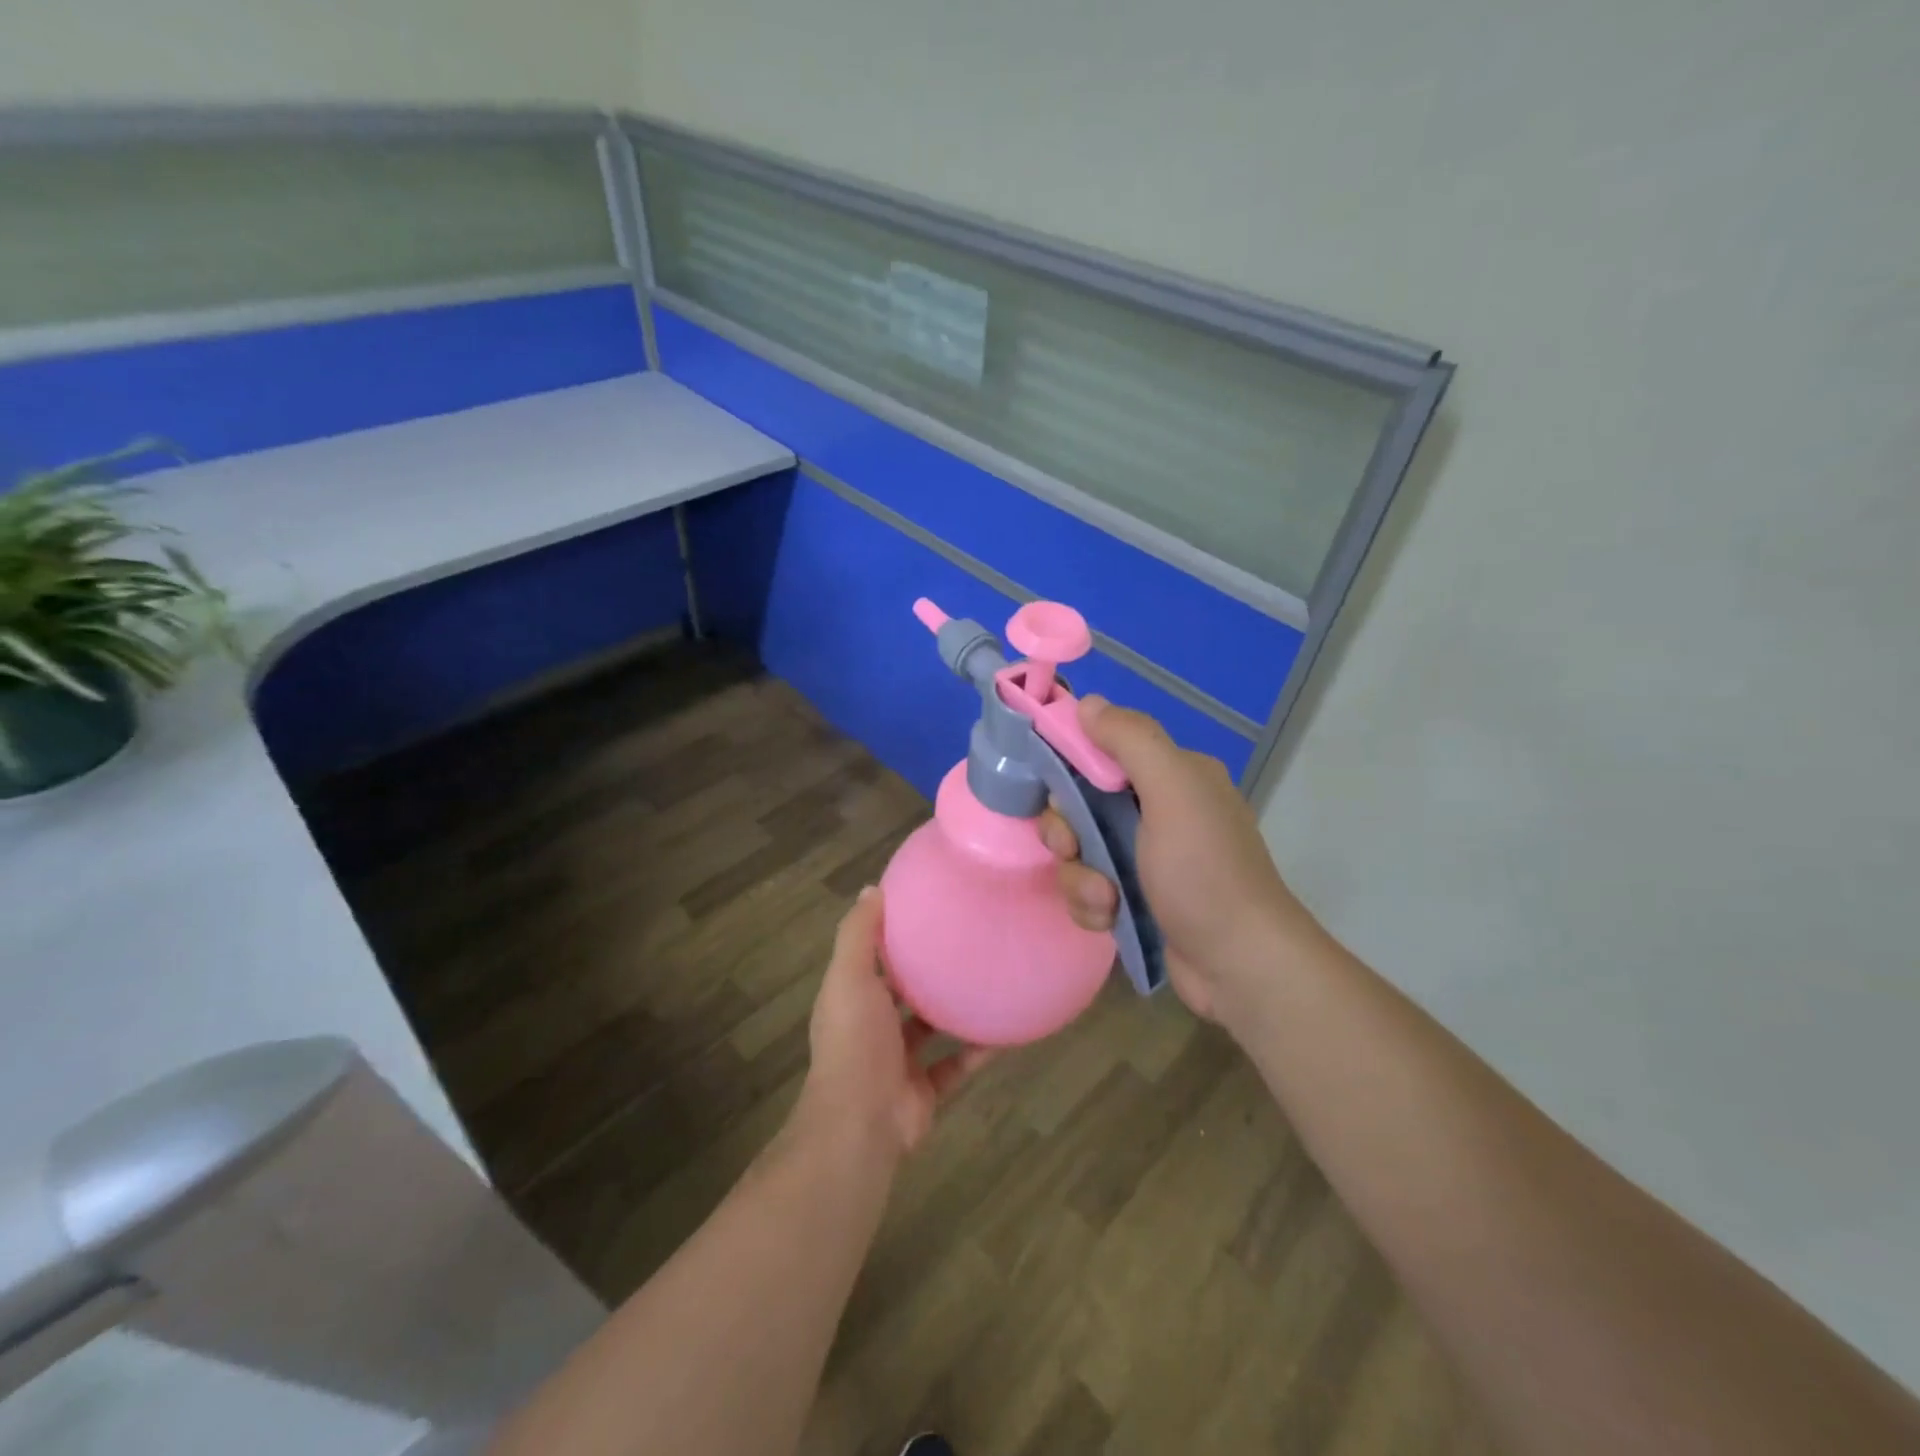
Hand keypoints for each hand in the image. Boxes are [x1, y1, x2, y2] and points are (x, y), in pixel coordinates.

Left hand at [795, 886, 993, 1158]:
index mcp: (852, 998)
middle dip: (925, 971)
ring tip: (989, 977)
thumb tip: (872, 888)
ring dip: (954, 1009)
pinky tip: (1006, 1029)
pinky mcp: (925, 1090)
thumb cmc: (854, 1041)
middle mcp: (873, 1028)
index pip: (870, 959)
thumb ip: (859, 935)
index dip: (891, 936)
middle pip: (901, 992)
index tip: (923, 909)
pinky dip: (978, 1050)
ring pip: (932, 1029)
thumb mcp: (849, 977)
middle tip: (964, 939)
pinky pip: (957, 1064)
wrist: (861, 1124)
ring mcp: (899, 1062)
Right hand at [1040, 696, 1323, 1023]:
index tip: (1059, 796)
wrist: (1239, 966)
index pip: (1103, 753)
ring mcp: (1148, 859)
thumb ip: (1131, 740)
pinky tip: (1108, 919)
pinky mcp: (1137, 900)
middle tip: (1073, 849)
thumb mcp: (1173, 792)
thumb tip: (1088, 703)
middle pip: (1081, 806)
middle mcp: (1160, 811)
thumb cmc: (1205, 873)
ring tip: (1104, 899)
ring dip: (1080, 877)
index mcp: (1173, 776)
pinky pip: (1090, 889)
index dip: (1071, 770)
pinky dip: (1092, 905)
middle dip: (1068, 832)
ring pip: (1080, 853)